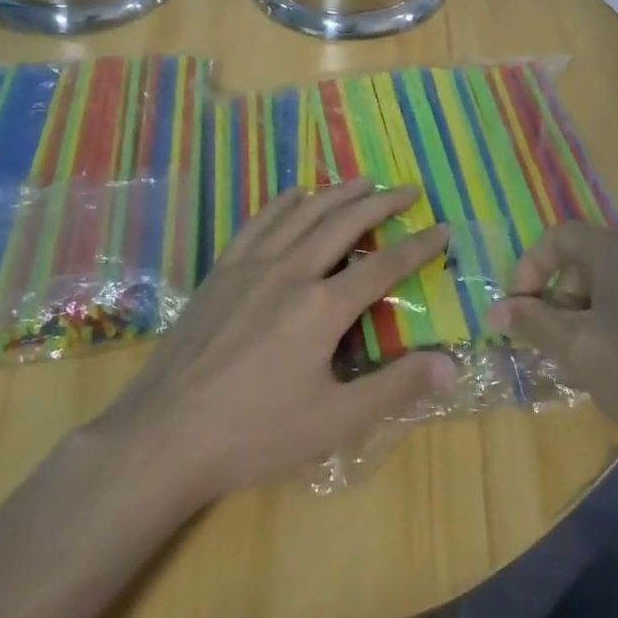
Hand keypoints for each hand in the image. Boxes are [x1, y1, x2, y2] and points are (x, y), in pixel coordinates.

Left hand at [97, 179, 454, 505]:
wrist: (165, 435)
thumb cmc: (255, 433)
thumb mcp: (335, 420)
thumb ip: (396, 387)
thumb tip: (452, 364)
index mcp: (322, 306)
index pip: (384, 265)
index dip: (419, 246)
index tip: (443, 228)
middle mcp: (290, 271)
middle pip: (344, 222)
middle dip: (381, 203)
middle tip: (408, 189)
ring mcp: (250, 266)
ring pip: (302, 213)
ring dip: (337, 193)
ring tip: (363, 182)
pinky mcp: (221, 272)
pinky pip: (258, 222)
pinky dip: (284, 202)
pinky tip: (295, 195)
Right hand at [486, 223, 617, 459]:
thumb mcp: (578, 350)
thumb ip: (533, 324)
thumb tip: (495, 308)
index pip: (559, 237)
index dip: (529, 269)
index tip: (518, 311)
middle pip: (588, 262)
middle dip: (559, 299)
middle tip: (551, 344)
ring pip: (617, 287)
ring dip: (588, 316)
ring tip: (585, 362)